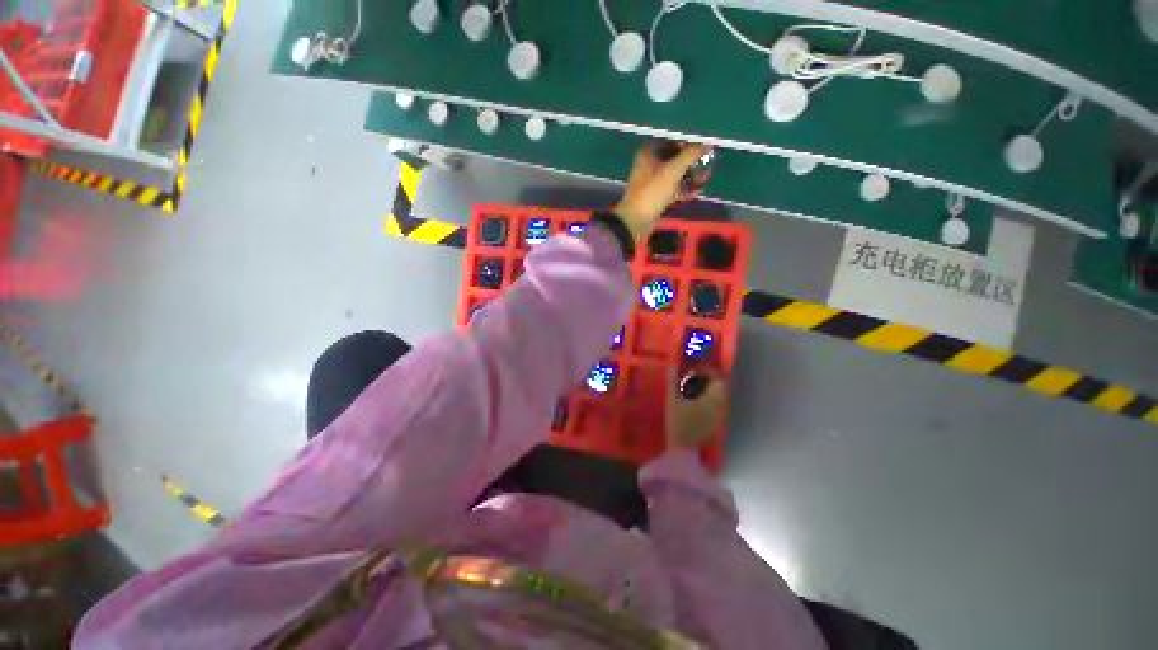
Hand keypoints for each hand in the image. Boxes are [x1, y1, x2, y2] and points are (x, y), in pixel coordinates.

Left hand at [614, 142, 712, 241]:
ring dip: (689, 177)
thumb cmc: (653, 191)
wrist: (636, 220)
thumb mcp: (673, 170)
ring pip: (674, 176)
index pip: (671, 142)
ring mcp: (651, 183)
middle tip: (707, 166)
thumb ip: (691, 154)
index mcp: (648, 153)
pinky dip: (683, 190)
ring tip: (704, 180)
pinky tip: (696, 192)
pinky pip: (671, 190)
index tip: (702, 150)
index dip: (688, 145)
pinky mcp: (655, 198)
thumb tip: (707, 144)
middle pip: (674, 160)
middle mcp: (648, 165)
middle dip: (691, 163)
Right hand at [666, 369, 728, 450]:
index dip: (708, 371)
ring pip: (719, 397)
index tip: (696, 367)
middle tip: (694, 375)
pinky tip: (696, 400)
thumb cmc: (677, 423)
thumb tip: (672, 366)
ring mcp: (718, 417)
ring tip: (694, 386)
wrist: (682, 450)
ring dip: (709, 389)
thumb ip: (672, 382)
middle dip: (709, 379)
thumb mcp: (672, 400)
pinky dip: (709, 399)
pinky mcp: (715, 424)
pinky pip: (716, 406)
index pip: (717, 380)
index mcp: (712, 400)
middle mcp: (719, 407)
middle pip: (720, 388)